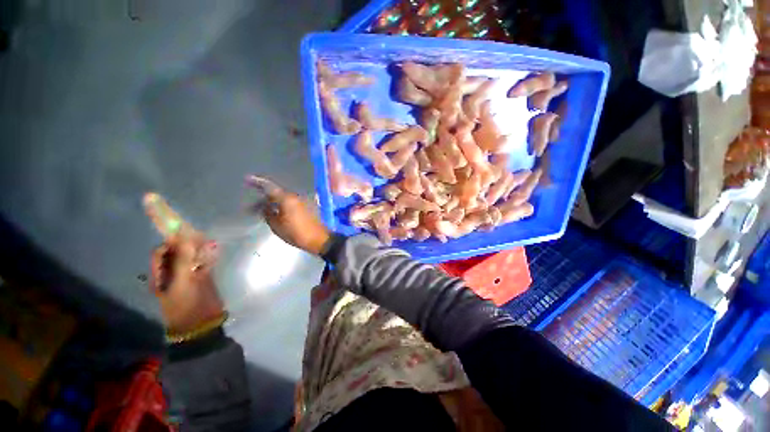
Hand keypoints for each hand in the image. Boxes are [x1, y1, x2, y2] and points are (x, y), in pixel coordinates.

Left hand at [149, 234, 223, 333]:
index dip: (169, 243)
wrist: (201, 321)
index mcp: (160, 275)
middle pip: (176, 253)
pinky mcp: (202, 277)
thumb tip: (184, 239)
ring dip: (198, 248)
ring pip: (191, 257)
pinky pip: (203, 262)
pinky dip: (208, 256)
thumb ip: (182, 261)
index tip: (181, 234)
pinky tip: (214, 250)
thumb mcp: (181, 282)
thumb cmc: (185, 303)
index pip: (161, 254)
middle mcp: (172, 272)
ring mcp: (188, 274)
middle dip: (185, 243)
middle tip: (197, 235)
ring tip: (207, 241)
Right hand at [246, 176, 330, 255]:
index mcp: (287, 199)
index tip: (248, 178)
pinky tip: (278, 211)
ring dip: (275, 201)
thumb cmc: (296, 233)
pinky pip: (291, 202)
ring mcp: (303, 201)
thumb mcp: (277, 226)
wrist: (318, 239)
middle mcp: (296, 196)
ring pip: (285, 197)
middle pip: (277, 192)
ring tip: (265, 209)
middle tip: (254, 204)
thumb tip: (265, 207)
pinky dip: (283, 204)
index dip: (258, 182)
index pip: (270, 187)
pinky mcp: (307, 206)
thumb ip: (268, 214)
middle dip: (266, 196)